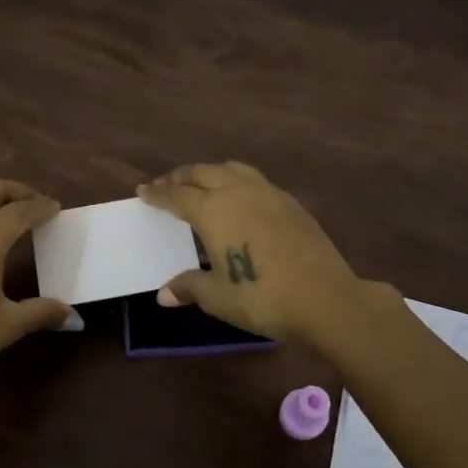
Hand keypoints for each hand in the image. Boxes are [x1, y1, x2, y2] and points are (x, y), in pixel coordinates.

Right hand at [137, 162, 368, 346]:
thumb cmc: (262, 297)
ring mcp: (268, 193)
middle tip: (166, 185)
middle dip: (180, 177)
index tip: (142, 191)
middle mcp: (238, 192)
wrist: (325, 298)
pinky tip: (239, 199)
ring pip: (232, 169)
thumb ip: (189, 287)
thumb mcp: (217, 297)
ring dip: (210, 172)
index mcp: (213, 211)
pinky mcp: (290, 203)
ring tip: (201, 183)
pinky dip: (236, 181)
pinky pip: (254, 180)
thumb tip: (163, 293)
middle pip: (202, 173)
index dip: (158, 194)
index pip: (177, 195)